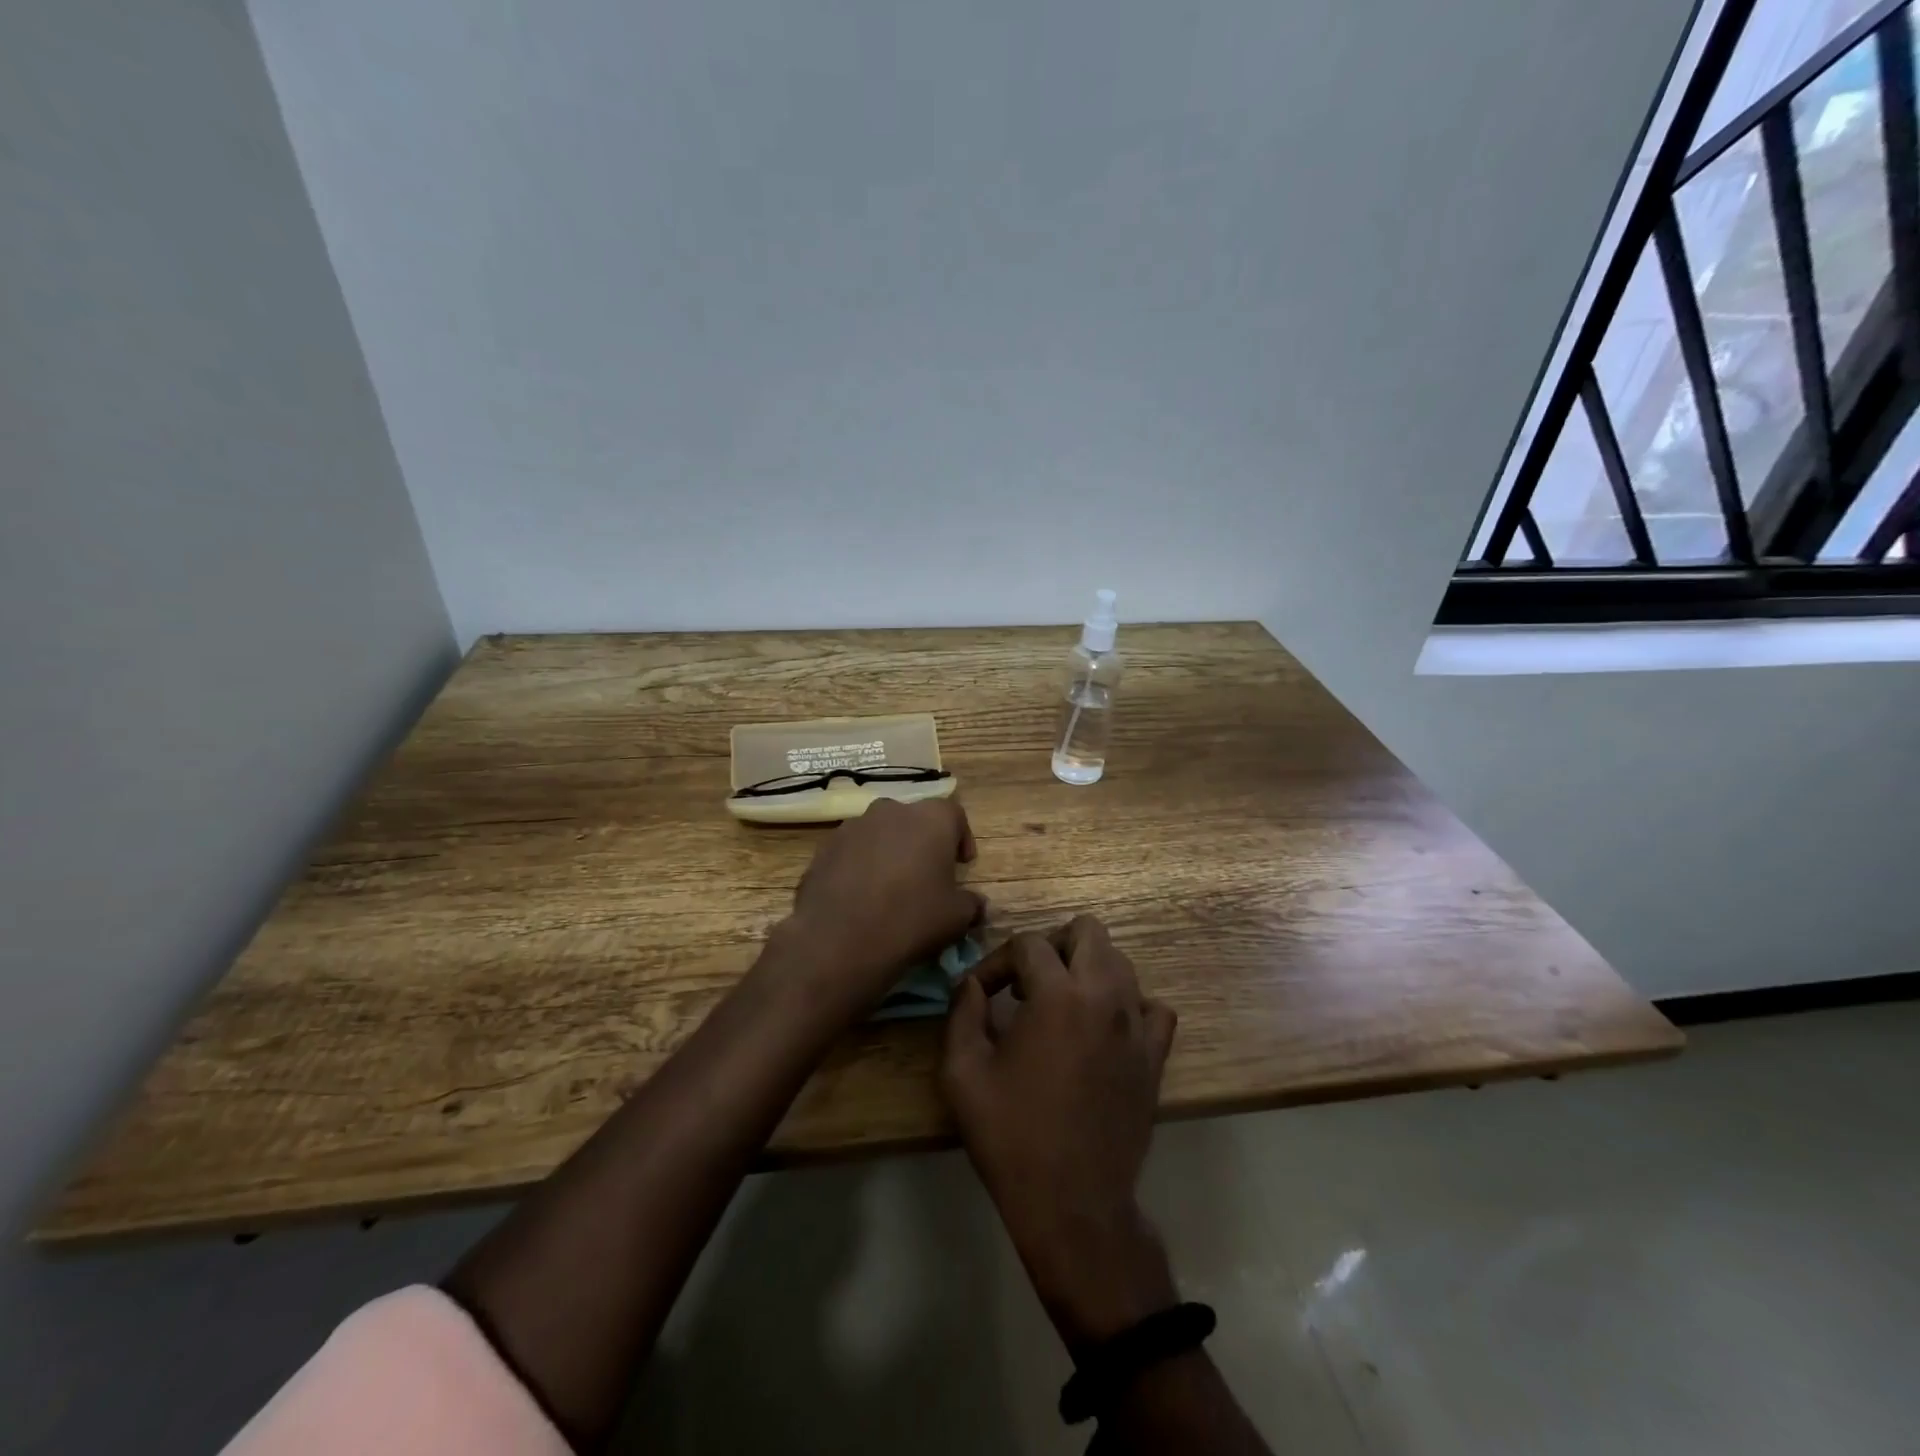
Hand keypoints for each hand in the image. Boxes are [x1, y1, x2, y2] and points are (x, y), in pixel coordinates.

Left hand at [783, 798, 982, 1013]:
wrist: (840, 940)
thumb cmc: (912, 919)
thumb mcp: (957, 917)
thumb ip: (971, 903)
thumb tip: (975, 903)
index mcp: (930, 819)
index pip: (954, 814)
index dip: (961, 838)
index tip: (962, 865)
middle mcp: (891, 811)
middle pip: (914, 819)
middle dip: (922, 842)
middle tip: (926, 875)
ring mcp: (852, 826)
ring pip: (880, 832)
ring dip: (889, 851)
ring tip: (890, 887)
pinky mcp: (825, 848)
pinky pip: (852, 851)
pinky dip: (860, 866)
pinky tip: (860, 897)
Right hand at [941, 916, 1179, 1347]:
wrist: (1073, 1204)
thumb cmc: (1011, 1137)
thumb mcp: (962, 1073)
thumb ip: (961, 1012)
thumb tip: (971, 983)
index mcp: (1057, 995)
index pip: (1028, 944)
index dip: (997, 961)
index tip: (981, 991)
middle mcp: (1104, 996)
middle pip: (1087, 930)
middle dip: (1052, 944)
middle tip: (1027, 981)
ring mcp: (1137, 1025)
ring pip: (1120, 962)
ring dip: (1086, 969)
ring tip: (1059, 1003)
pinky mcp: (1156, 1056)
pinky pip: (1152, 1007)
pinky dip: (1128, 1005)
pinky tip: (1103, 1029)